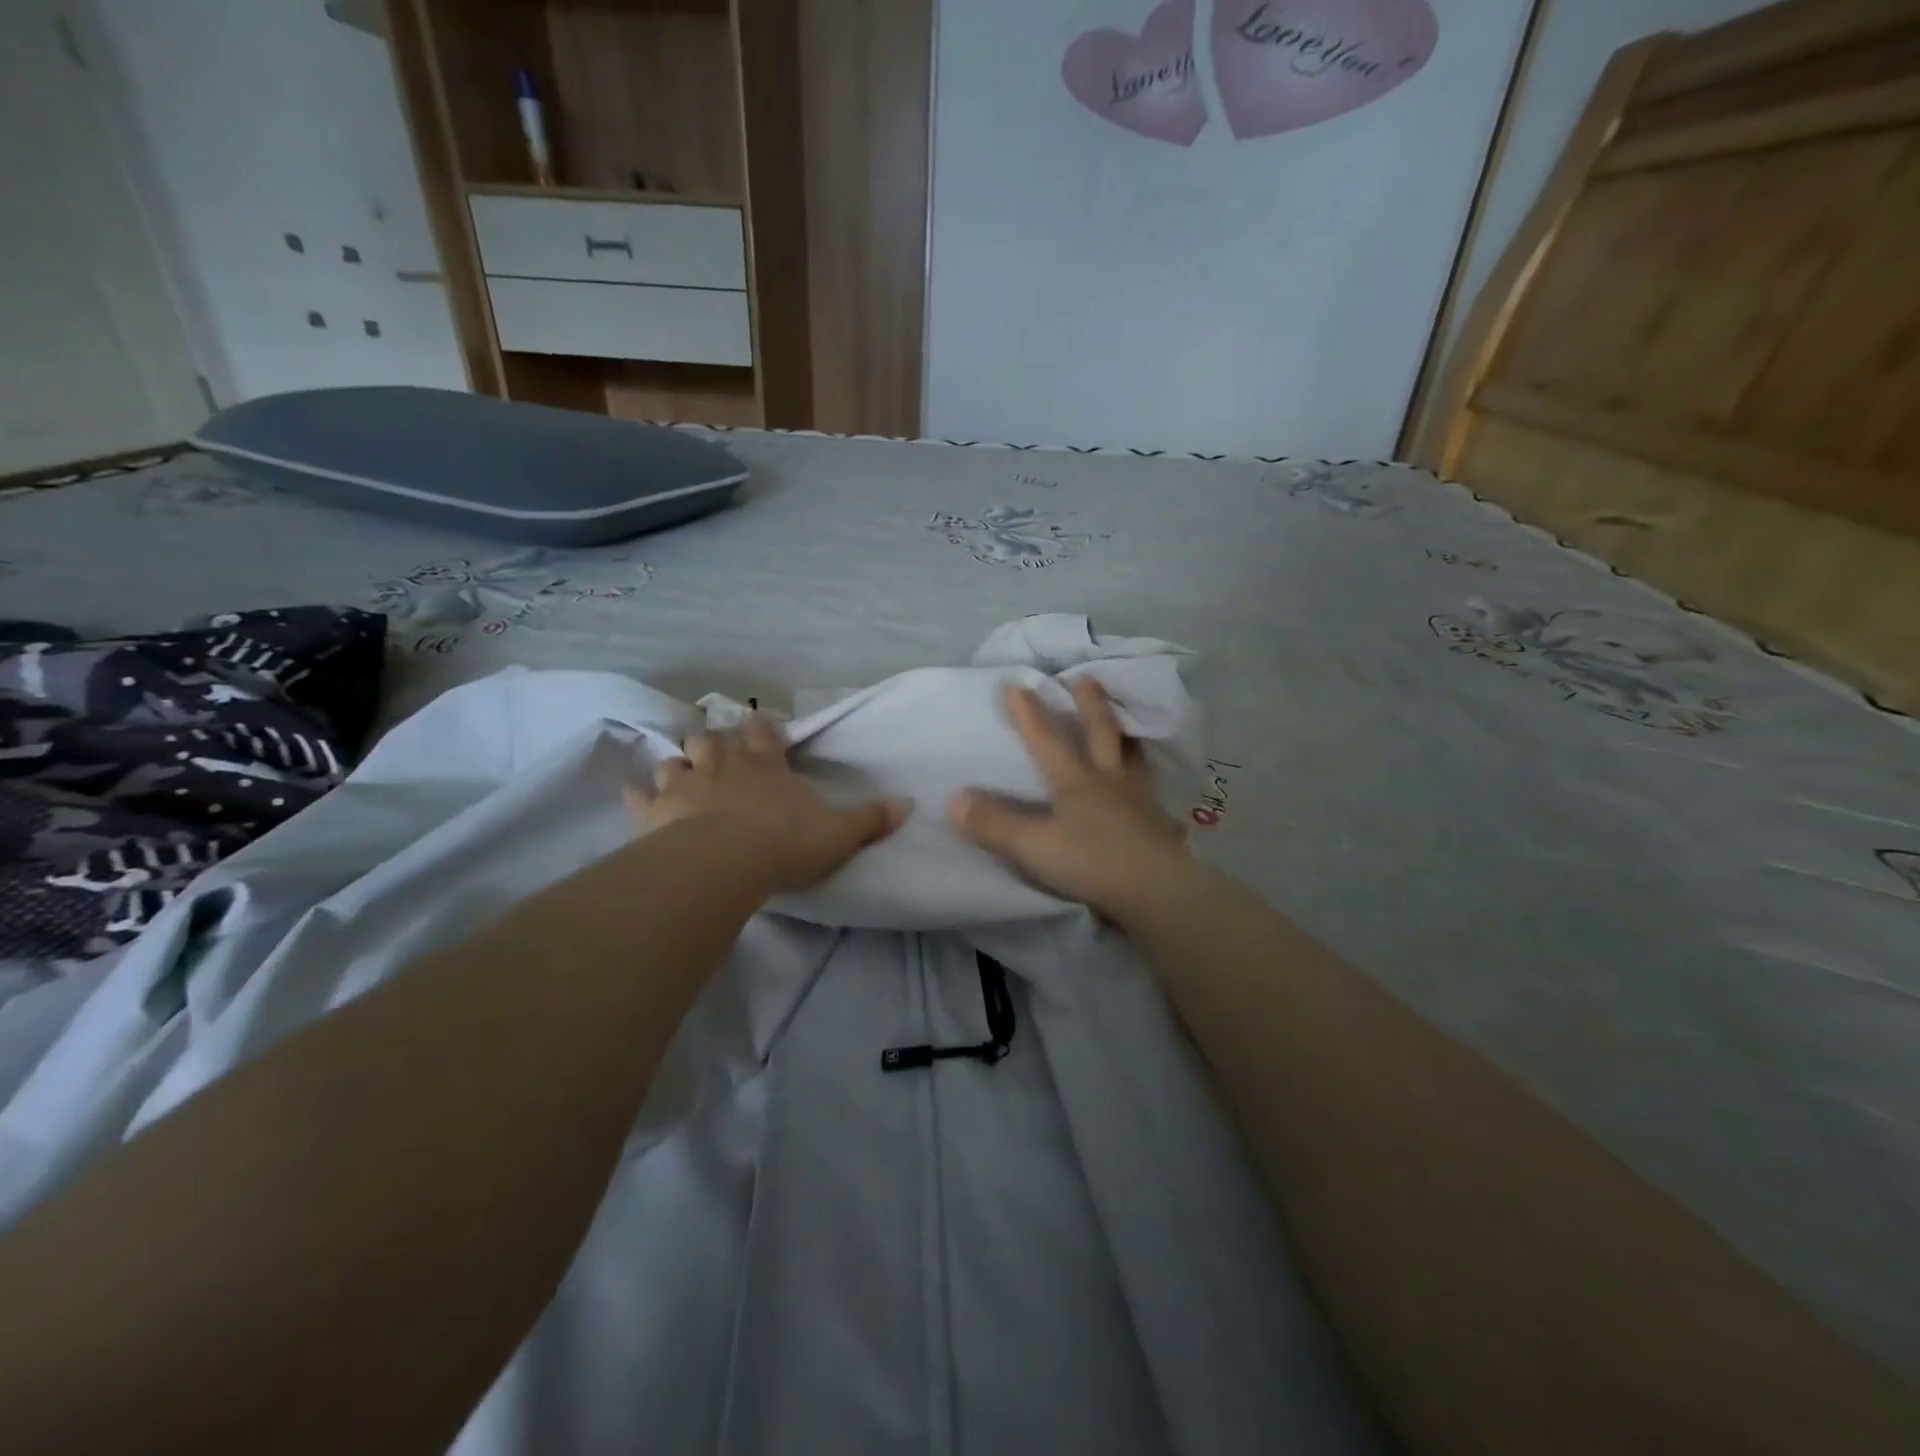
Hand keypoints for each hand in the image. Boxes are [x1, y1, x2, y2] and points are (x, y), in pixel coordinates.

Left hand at [627, 716, 906, 893]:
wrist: (725, 863)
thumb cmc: (785, 841)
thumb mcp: (839, 832)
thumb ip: (871, 818)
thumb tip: (909, 804)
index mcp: (766, 763)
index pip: (766, 732)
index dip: (766, 729)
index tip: (768, 730)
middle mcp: (723, 764)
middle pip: (715, 738)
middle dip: (718, 738)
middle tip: (722, 745)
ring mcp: (686, 785)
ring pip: (677, 761)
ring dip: (681, 763)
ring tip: (685, 769)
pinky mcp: (656, 812)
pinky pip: (642, 797)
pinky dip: (639, 795)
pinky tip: (635, 795)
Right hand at [949, 679, 1188, 919]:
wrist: (1156, 891)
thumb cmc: (1091, 862)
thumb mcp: (1032, 845)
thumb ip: (993, 824)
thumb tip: (954, 798)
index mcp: (1076, 782)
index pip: (1047, 741)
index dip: (1029, 714)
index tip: (1016, 684)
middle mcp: (1109, 782)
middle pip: (1101, 735)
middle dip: (1090, 706)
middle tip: (1086, 679)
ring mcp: (1140, 802)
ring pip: (1134, 760)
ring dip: (1128, 739)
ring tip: (1128, 727)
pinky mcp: (1160, 827)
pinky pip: (1155, 799)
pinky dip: (1151, 790)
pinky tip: (1154, 796)